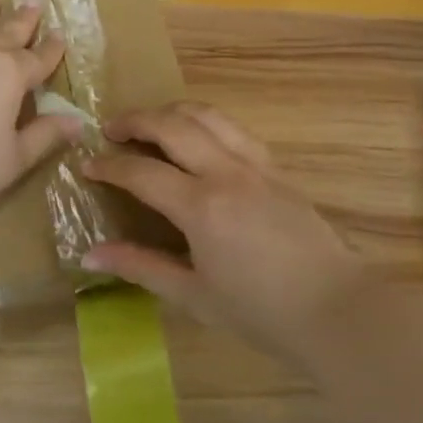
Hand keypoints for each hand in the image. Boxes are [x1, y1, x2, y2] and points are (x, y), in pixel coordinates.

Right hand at [80, 102, 367, 360]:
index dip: (109, 165)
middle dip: (135, 120)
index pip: (141, 171)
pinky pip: (234, 129)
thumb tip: (89, 255)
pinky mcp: (277, 168)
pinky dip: (205, 122)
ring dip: (171, 111)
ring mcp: (256, 165)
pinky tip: (197, 139)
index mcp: (201, 207)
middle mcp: (226, 173)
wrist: (336, 309)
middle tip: (110, 128)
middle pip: (172, 124)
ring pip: (207, 115)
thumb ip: (140, 267)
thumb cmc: (259, 311)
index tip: (86, 165)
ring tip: (151, 123)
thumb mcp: (193, 295)